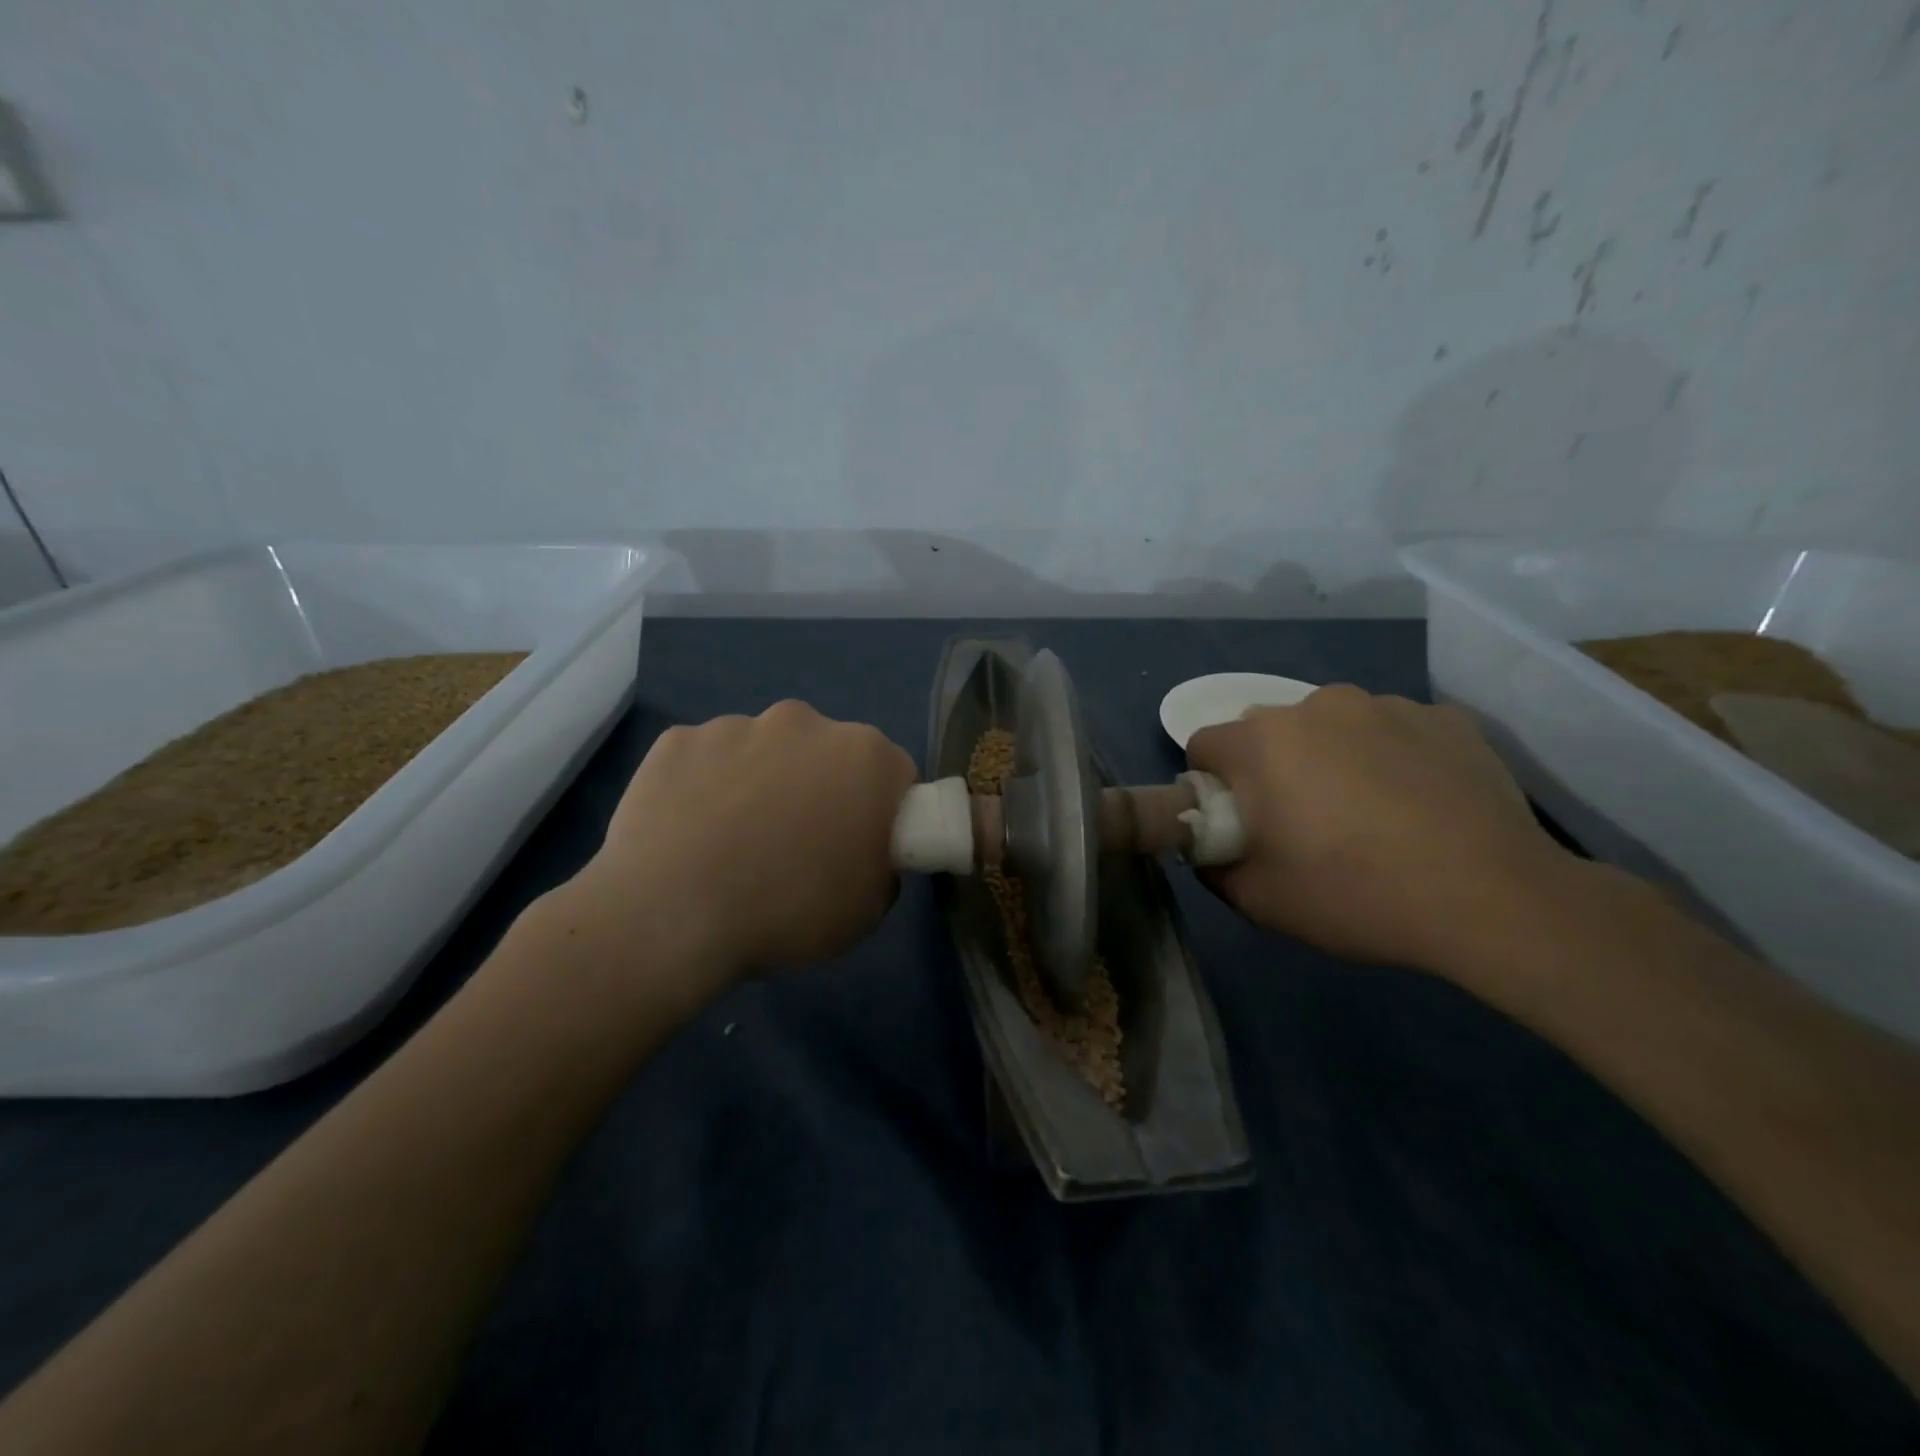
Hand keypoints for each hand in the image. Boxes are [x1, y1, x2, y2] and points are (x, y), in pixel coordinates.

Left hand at [559, 701, 917, 999]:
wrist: (670, 915)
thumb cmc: (788, 911)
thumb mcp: (868, 909)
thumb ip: (880, 863)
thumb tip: (861, 850)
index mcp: (864, 756)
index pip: (892, 774)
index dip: (881, 811)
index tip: (859, 846)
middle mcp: (805, 722)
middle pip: (826, 753)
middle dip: (820, 788)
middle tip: (796, 846)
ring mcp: (736, 725)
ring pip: (763, 752)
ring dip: (760, 783)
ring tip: (732, 844)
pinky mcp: (679, 739)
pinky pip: (706, 760)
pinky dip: (705, 786)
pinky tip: (689, 833)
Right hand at [1185, 685, 1582, 973]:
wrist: (1493, 900)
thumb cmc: (1355, 894)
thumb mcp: (1257, 900)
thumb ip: (1213, 865)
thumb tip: (1212, 846)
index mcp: (1262, 741)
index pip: (1205, 746)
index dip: (1212, 786)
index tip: (1242, 824)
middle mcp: (1317, 705)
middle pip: (1268, 731)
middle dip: (1271, 769)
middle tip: (1304, 823)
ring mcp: (1387, 705)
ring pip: (1332, 726)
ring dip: (1331, 757)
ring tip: (1371, 813)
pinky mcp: (1444, 717)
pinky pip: (1393, 731)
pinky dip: (1391, 757)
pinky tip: (1419, 803)